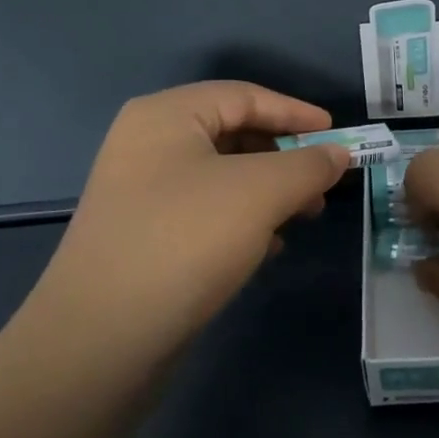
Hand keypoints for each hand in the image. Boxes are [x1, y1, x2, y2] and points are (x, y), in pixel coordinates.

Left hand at [20, 83, 348, 360]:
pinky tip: (268, 248)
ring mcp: (140, 193)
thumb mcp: (260, 193)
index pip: (244, 96)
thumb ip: (308, 166)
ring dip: (269, 192)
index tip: (338, 135)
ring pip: (222, 177)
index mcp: (166, 115)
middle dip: (285, 157)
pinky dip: (242, 221)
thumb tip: (338, 155)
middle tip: (323, 183)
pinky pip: (204, 212)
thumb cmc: (185, 241)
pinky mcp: (142, 236)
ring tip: (304, 217)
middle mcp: (147, 144)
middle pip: (233, 134)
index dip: (296, 112)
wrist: (99, 341)